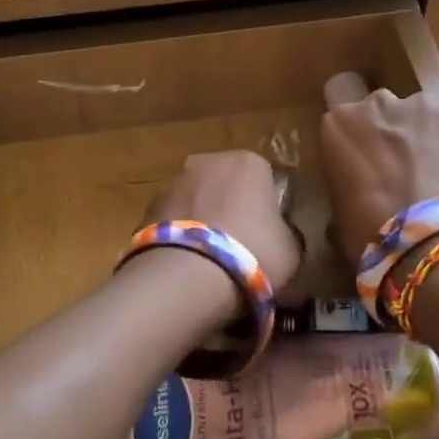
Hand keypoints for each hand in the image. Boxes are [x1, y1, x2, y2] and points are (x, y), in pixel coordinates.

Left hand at [144, 151, 301, 297]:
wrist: (187, 277)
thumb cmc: (253, 255)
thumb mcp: (292, 252)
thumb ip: (288, 236)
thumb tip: (282, 238)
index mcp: (251, 162)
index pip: (266, 179)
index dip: (269, 209)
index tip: (270, 237)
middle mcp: (209, 161)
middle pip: (227, 184)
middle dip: (232, 209)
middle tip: (240, 249)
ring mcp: (173, 181)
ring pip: (197, 200)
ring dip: (203, 222)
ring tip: (210, 263)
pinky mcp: (146, 207)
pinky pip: (173, 221)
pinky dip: (180, 237)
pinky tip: (186, 267)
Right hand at [320, 87, 438, 267]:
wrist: (427, 240)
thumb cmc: (370, 234)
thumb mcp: (339, 208)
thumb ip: (346, 181)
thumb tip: (358, 191)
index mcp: (339, 123)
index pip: (343, 110)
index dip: (359, 131)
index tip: (367, 154)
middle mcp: (377, 103)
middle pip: (385, 109)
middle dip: (393, 131)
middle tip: (404, 167)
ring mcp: (421, 104)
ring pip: (425, 115)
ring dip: (428, 136)